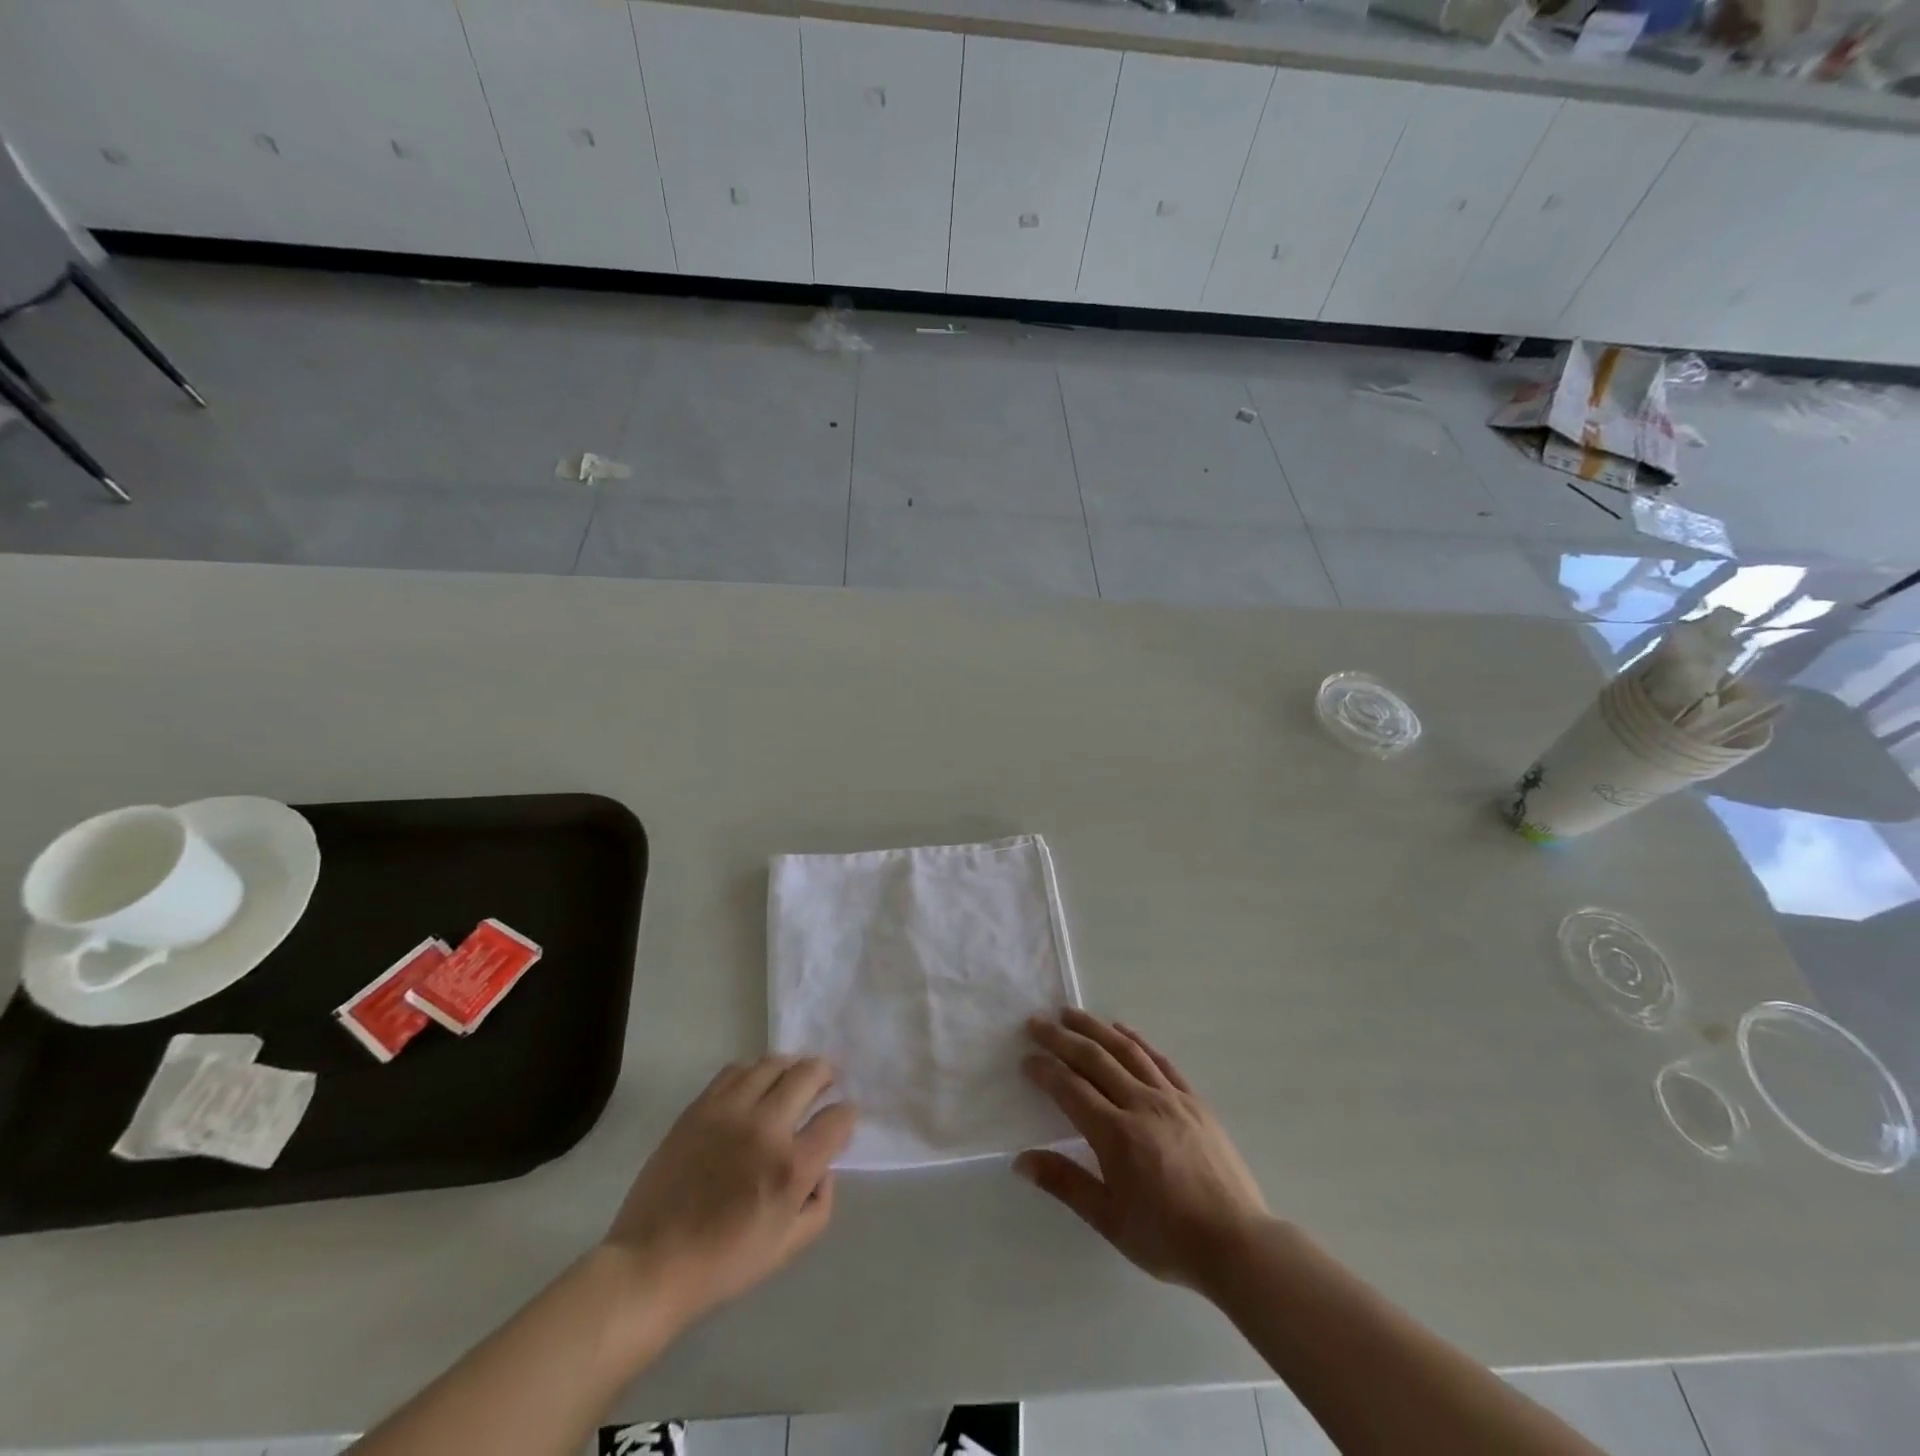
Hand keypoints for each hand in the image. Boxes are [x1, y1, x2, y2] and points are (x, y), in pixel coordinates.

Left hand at [603, 1057, 855, 1333]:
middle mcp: (766, 1127)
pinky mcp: (700, 1107)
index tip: (841, 1121)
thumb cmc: (724, 1264)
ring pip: (773, 1063)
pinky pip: (736, 1070)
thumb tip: (823, 1166)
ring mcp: (730, 1111)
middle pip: (809, 1073)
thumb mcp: (788, 1247)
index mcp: (792, 1166)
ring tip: (791, 1079)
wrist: (652, 1264)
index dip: (847, 1116)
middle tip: (826, 1082)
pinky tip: (754, 1086)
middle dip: (826, 1074)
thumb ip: (821, 1203)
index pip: (838, 1118)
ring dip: (791, 1067)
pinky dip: (754, 1071)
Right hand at [1017, 1009, 1268, 1293]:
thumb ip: (1065, 1184)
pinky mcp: (1194, 1100)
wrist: (1237, 1243)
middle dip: (1061, 1038)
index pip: (1071, 1089)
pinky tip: (1122, 1030)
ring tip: (1071, 1013)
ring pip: (1126, 1050)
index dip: (1045, 1070)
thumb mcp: (1110, 1221)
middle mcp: (1141, 1104)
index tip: (1026, 1058)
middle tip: (1037, 1022)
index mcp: (1116, 1135)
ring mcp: (1171, 1098)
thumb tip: (1021, 1160)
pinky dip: (1137, 1040)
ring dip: (1095, 1028)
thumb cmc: (1168, 1239)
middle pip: (1094, 1059)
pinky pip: (1160, 1060)